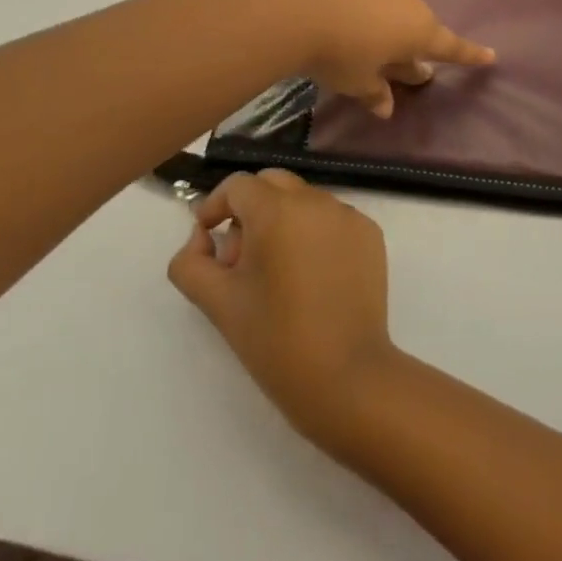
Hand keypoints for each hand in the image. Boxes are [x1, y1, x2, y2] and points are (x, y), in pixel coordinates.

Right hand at [168, 171, 404, 450]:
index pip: (238, 185)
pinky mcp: (370, 234)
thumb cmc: (276, 341)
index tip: (207, 237)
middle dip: (249, 208)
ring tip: (276, 274)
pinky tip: (311, 278)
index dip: (216, 206)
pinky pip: (332, 219)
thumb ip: (191, 263)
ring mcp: (348, 215)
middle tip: (239, 258)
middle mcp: (316, 200)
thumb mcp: (219, 303)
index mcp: (278, 210)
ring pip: (304, 200)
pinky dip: (314, 233)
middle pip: (273, 183)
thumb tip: (201, 237)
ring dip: (282, 221)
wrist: (346, 377)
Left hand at [276, 0, 493, 117]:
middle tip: (390, 56)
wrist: (294, 2)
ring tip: (352, 29)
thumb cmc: (335, 52)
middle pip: (415, 22)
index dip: (470, 54)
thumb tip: (386, 108)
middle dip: (407, 39)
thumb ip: (375, 93)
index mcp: (417, 30)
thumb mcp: (355, 82)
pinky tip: (331, 3)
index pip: (451, 47)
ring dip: (380, 13)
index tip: (491, 55)